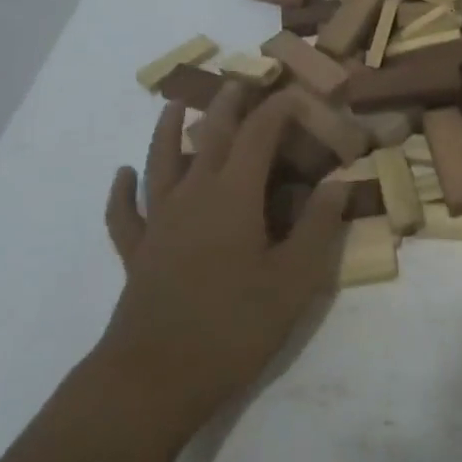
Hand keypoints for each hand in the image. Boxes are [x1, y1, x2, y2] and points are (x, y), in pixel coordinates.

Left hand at [93, 85, 345, 440]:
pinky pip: (124, 213)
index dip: (279, 108)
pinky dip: (121, 191)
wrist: (154, 379)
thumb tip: (339, 182)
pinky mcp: (137, 252)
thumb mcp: (293, 280)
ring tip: (173, 105)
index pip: (258, 134)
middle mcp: (193, 195)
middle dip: (229, 105)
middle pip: (210, 135)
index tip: (298, 93)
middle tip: (241, 81)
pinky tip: (122, 175)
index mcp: (234, 195)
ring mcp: (159, 222)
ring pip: (161, 162)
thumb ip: (319, 227)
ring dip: (167, 130)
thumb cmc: (232, 326)